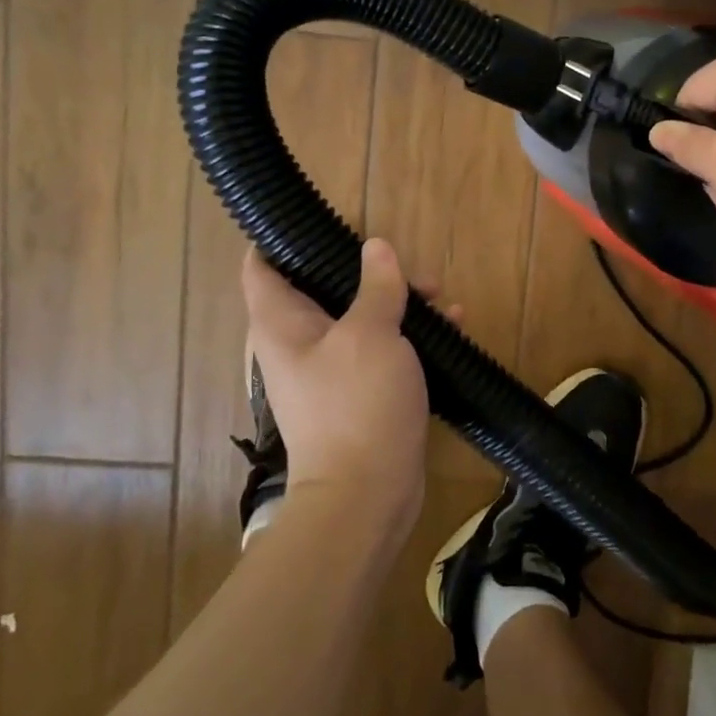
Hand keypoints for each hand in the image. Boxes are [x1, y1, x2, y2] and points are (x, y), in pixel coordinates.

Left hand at [241, 239, 427, 534]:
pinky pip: (382, 349)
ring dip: (400, 302)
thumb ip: (376, 287)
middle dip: (371, 270)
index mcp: (282, 323)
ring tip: (443, 298)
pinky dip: (410, 335)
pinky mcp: (360, 392)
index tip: (323, 220)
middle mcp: (299, 342)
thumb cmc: (357, 406)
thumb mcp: (371, 335)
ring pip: (361, 316)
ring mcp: (330, 369)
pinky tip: (452, 328)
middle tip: (414, 269)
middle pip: (325, 286)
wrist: (366, 495)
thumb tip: (377, 247)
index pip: (263, 265)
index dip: (283, 237)